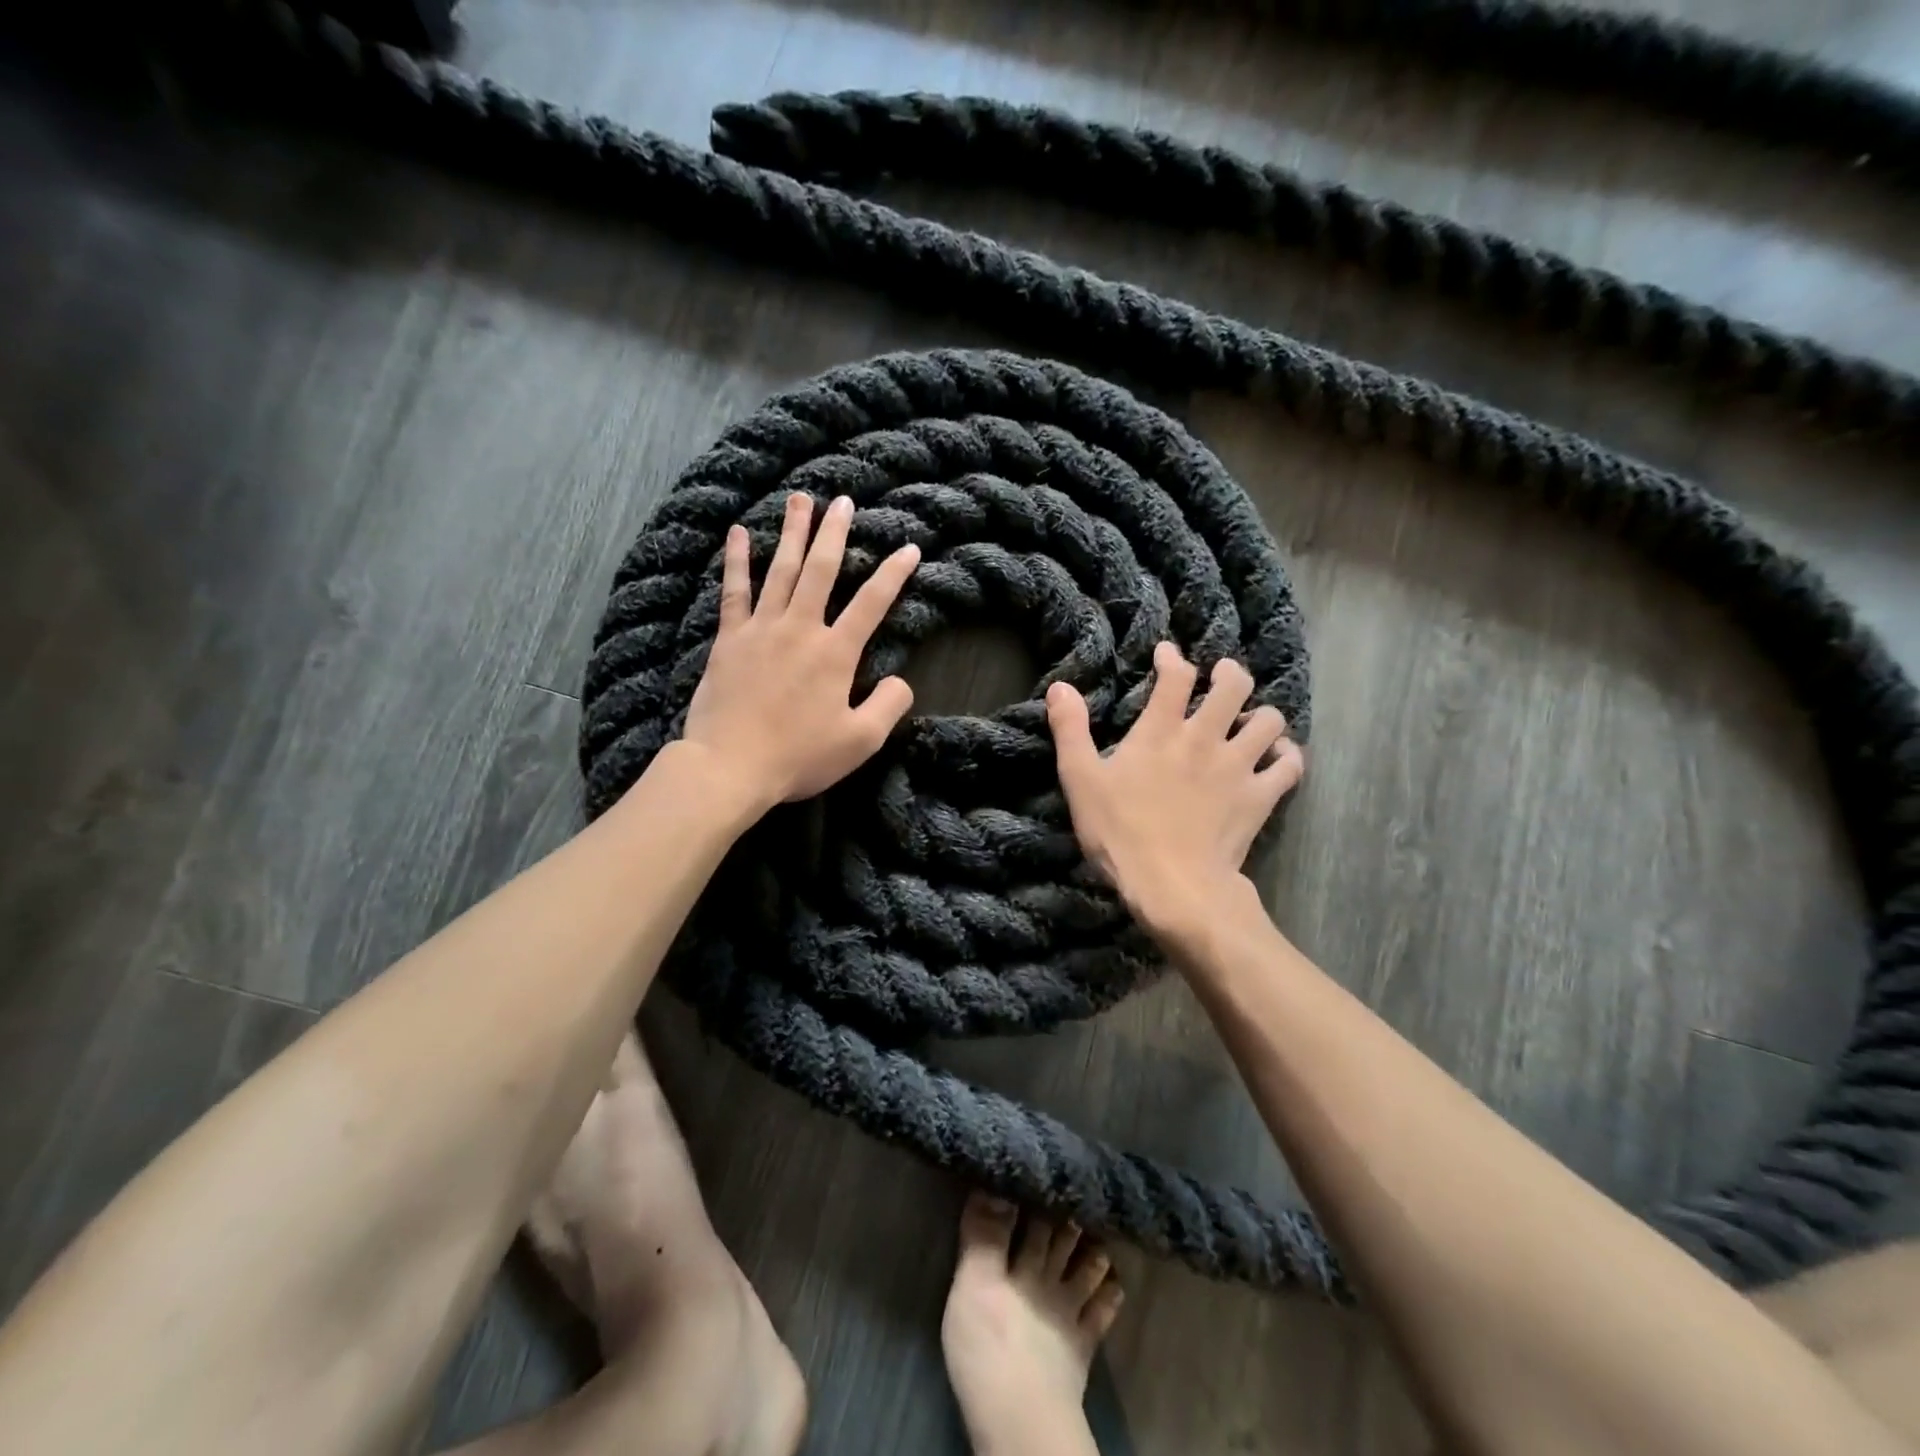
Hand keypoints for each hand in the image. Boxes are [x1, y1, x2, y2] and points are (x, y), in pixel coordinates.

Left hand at [681, 492, 920, 811]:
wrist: (730, 766)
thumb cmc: (799, 756)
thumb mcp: (861, 741)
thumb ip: (889, 705)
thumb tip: (901, 680)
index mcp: (836, 652)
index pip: (873, 603)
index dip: (894, 574)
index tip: (909, 547)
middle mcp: (800, 628)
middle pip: (822, 570)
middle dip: (835, 533)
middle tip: (843, 501)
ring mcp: (761, 629)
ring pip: (781, 569)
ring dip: (793, 532)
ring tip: (800, 499)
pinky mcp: (730, 638)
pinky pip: (735, 590)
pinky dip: (737, 560)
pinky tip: (739, 533)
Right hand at [1046, 642, 1304, 933]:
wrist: (1173, 886)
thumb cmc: (1120, 833)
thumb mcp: (1080, 781)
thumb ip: (1070, 730)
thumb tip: (1060, 687)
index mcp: (1160, 730)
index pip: (1175, 676)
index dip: (1173, 657)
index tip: (1168, 653)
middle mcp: (1205, 737)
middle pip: (1234, 685)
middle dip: (1230, 673)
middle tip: (1222, 677)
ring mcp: (1238, 766)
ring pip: (1269, 720)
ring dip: (1261, 715)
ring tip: (1249, 721)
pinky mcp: (1260, 797)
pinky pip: (1290, 765)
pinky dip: (1287, 756)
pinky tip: (1277, 758)